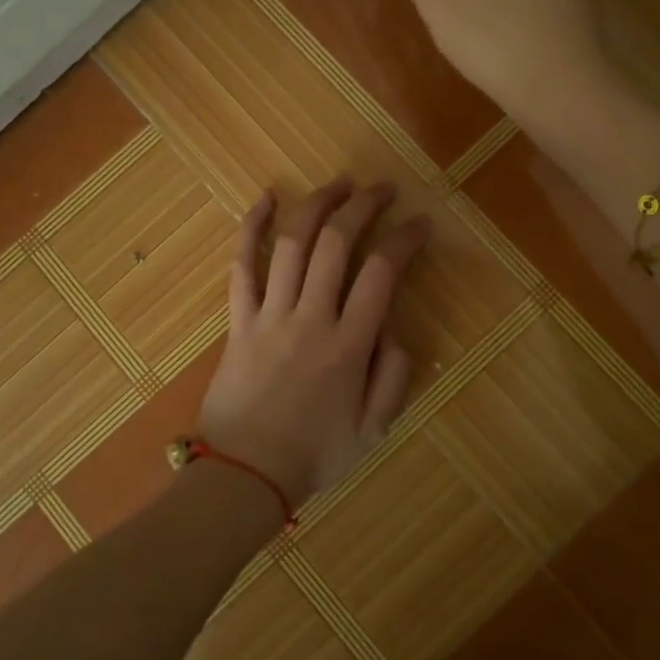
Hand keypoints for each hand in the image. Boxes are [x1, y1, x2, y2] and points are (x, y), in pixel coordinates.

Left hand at [198, 177, 429, 508]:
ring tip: (340, 184)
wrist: (244, 475)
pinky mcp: (239, 319)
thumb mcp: (373, 429)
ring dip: (318, 205)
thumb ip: (392, 376)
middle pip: (337, 243)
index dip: (404, 239)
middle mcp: (311, 318)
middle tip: (383, 190)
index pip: (382, 273)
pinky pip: (242, 265)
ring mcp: (270, 314)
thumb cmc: (313, 456)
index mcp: (349, 345)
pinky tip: (266, 198)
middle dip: (364, 206)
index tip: (420, 223)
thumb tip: (394, 329)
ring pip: (293, 243)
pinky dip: (251, 228)